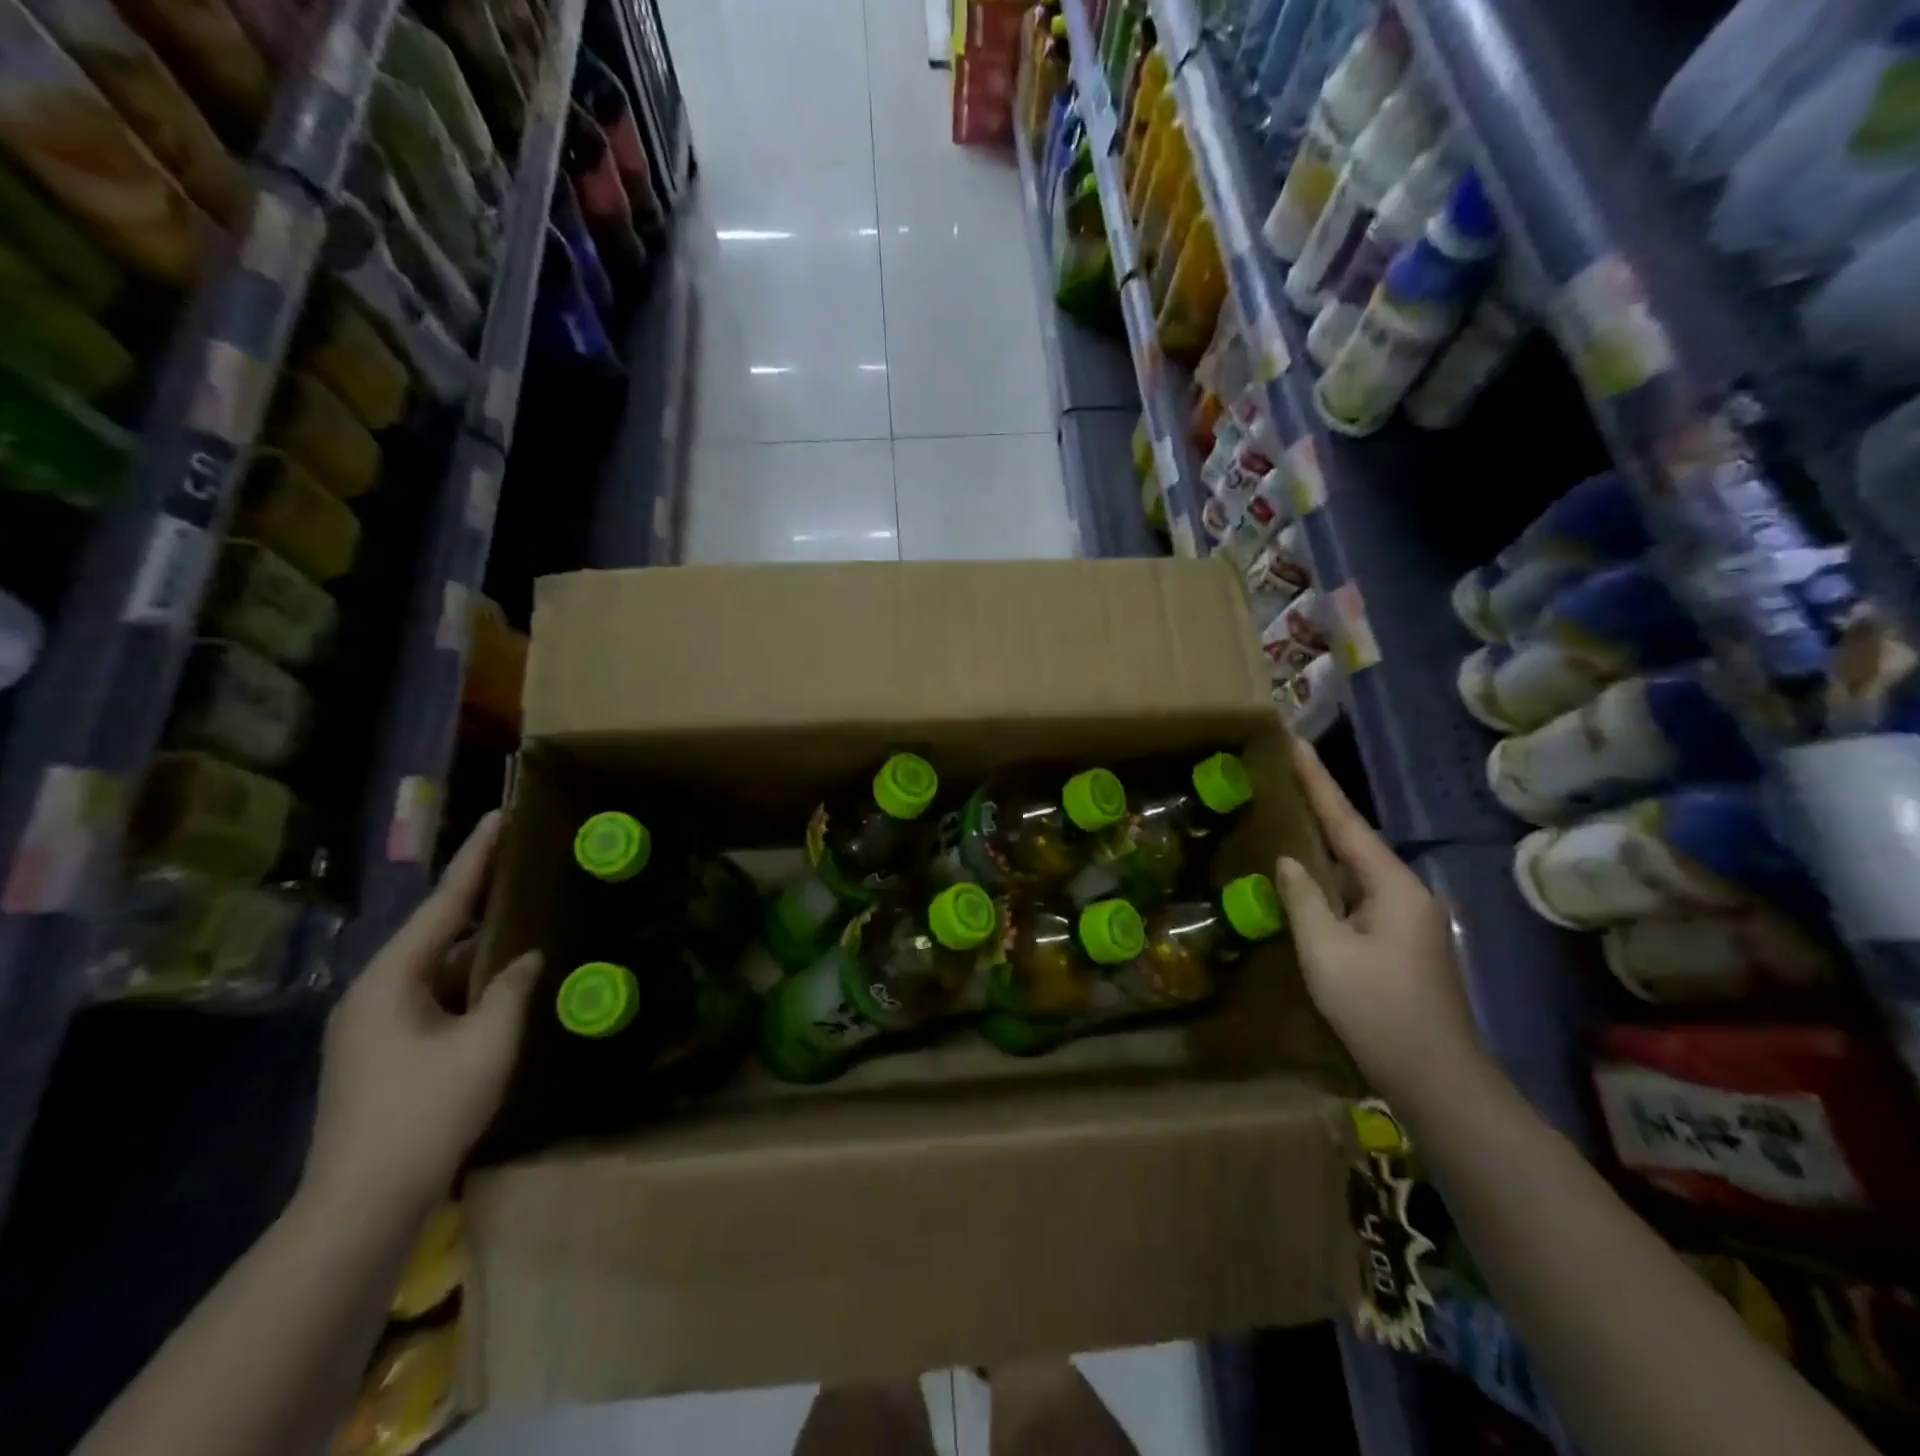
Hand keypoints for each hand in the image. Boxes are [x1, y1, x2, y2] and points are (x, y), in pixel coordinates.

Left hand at [304, 812, 542, 1213]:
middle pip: (438, 931)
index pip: (443, 903)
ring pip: (439, 968)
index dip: (477, 858)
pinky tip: (506, 982)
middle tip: (525, 866)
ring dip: (482, 949)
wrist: (363, 1203)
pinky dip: (471, 984)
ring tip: (527, 920)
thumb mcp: (487, 1042)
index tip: (501, 817)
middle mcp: (375, 992)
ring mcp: (375, 1024)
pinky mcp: (384, 1051)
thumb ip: (512, 988)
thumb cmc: (426, 1110)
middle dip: (483, 900)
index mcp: (390, 979)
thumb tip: (529, 957)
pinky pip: (435, 998)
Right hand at [1274, 738, 1483, 1098]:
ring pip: (1356, 868)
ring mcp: (1407, 919)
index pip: (1346, 822)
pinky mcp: (1400, 941)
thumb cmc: (1378, 1010)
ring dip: (1324, 840)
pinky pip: (1358, 893)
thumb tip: (1289, 860)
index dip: (1317, 782)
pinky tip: (1309, 874)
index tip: (1294, 742)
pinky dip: (1331, 875)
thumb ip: (1304, 898)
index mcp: (1394, 886)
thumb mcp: (1326, 952)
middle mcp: (1406, 893)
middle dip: (1320, 805)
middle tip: (1285, 772)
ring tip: (1289, 812)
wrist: (1437, 1080)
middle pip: (1354, 839)